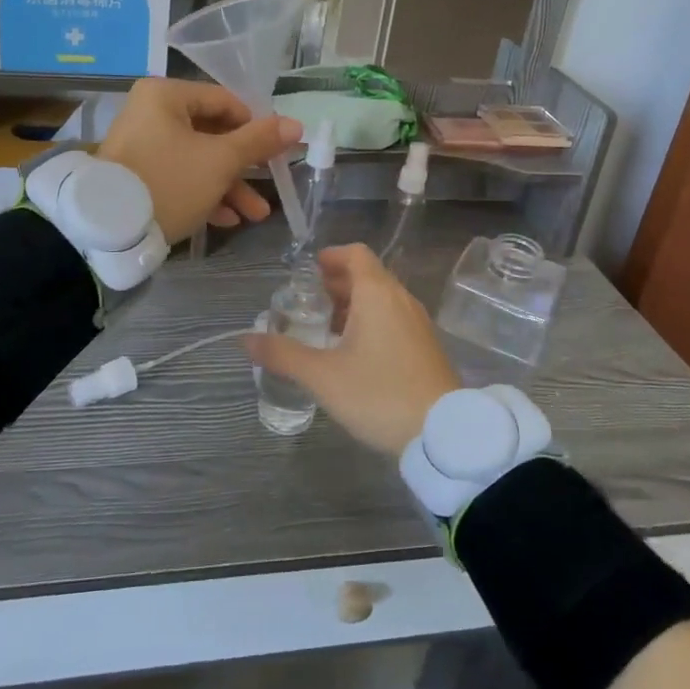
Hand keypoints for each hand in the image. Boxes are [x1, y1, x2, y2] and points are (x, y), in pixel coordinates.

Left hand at [97, 78, 301, 242]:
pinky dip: (203, 194)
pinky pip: (179, 177)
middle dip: (244, 167)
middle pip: (212, 134)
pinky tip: (226, 220)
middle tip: (270, 187)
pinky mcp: (138, 175)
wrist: (109, 229)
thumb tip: (296, 124)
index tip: (276, 152)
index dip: (256, 126)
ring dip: (229, 187)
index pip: (224, 101)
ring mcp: (142, 146)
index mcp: (165, 96)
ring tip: (255, 215)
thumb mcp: (220, 161)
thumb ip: (259, 141)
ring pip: (197, 160)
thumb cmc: (170, 181)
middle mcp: (150, 113)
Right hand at [244, 244, 459, 453]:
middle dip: (337, 282)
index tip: (308, 271)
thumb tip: (246, 340)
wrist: (444, 434)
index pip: (355, 254)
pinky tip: (354, 352)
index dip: (331, 257)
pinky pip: (394, 318)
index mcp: (377, 294)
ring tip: (326, 327)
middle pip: (368, 275)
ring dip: (354, 304)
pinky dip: (371, 321)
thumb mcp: (323, 376)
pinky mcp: (426, 347)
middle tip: (309, 301)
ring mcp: (418, 323)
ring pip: (382, 298)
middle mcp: (401, 299)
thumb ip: (283, 354)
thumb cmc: (379, 394)